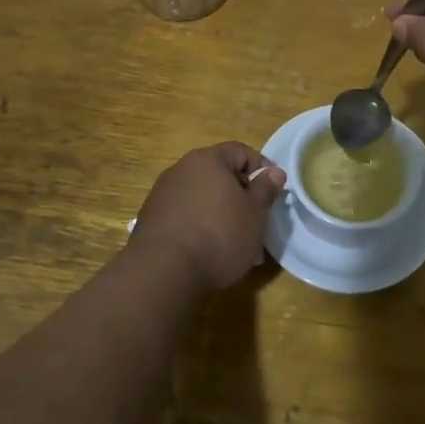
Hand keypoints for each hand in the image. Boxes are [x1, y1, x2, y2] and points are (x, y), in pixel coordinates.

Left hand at [133, 142, 285, 292]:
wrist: (164, 272)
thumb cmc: (219, 235)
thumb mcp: (255, 212)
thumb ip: (266, 188)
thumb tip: (274, 171)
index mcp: (208, 159)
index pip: (241, 152)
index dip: (261, 169)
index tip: (274, 192)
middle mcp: (181, 169)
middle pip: (219, 175)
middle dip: (241, 197)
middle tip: (257, 222)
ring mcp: (162, 194)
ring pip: (202, 198)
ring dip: (221, 214)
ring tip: (236, 245)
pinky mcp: (151, 219)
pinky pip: (185, 215)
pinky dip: (200, 227)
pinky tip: (209, 252)